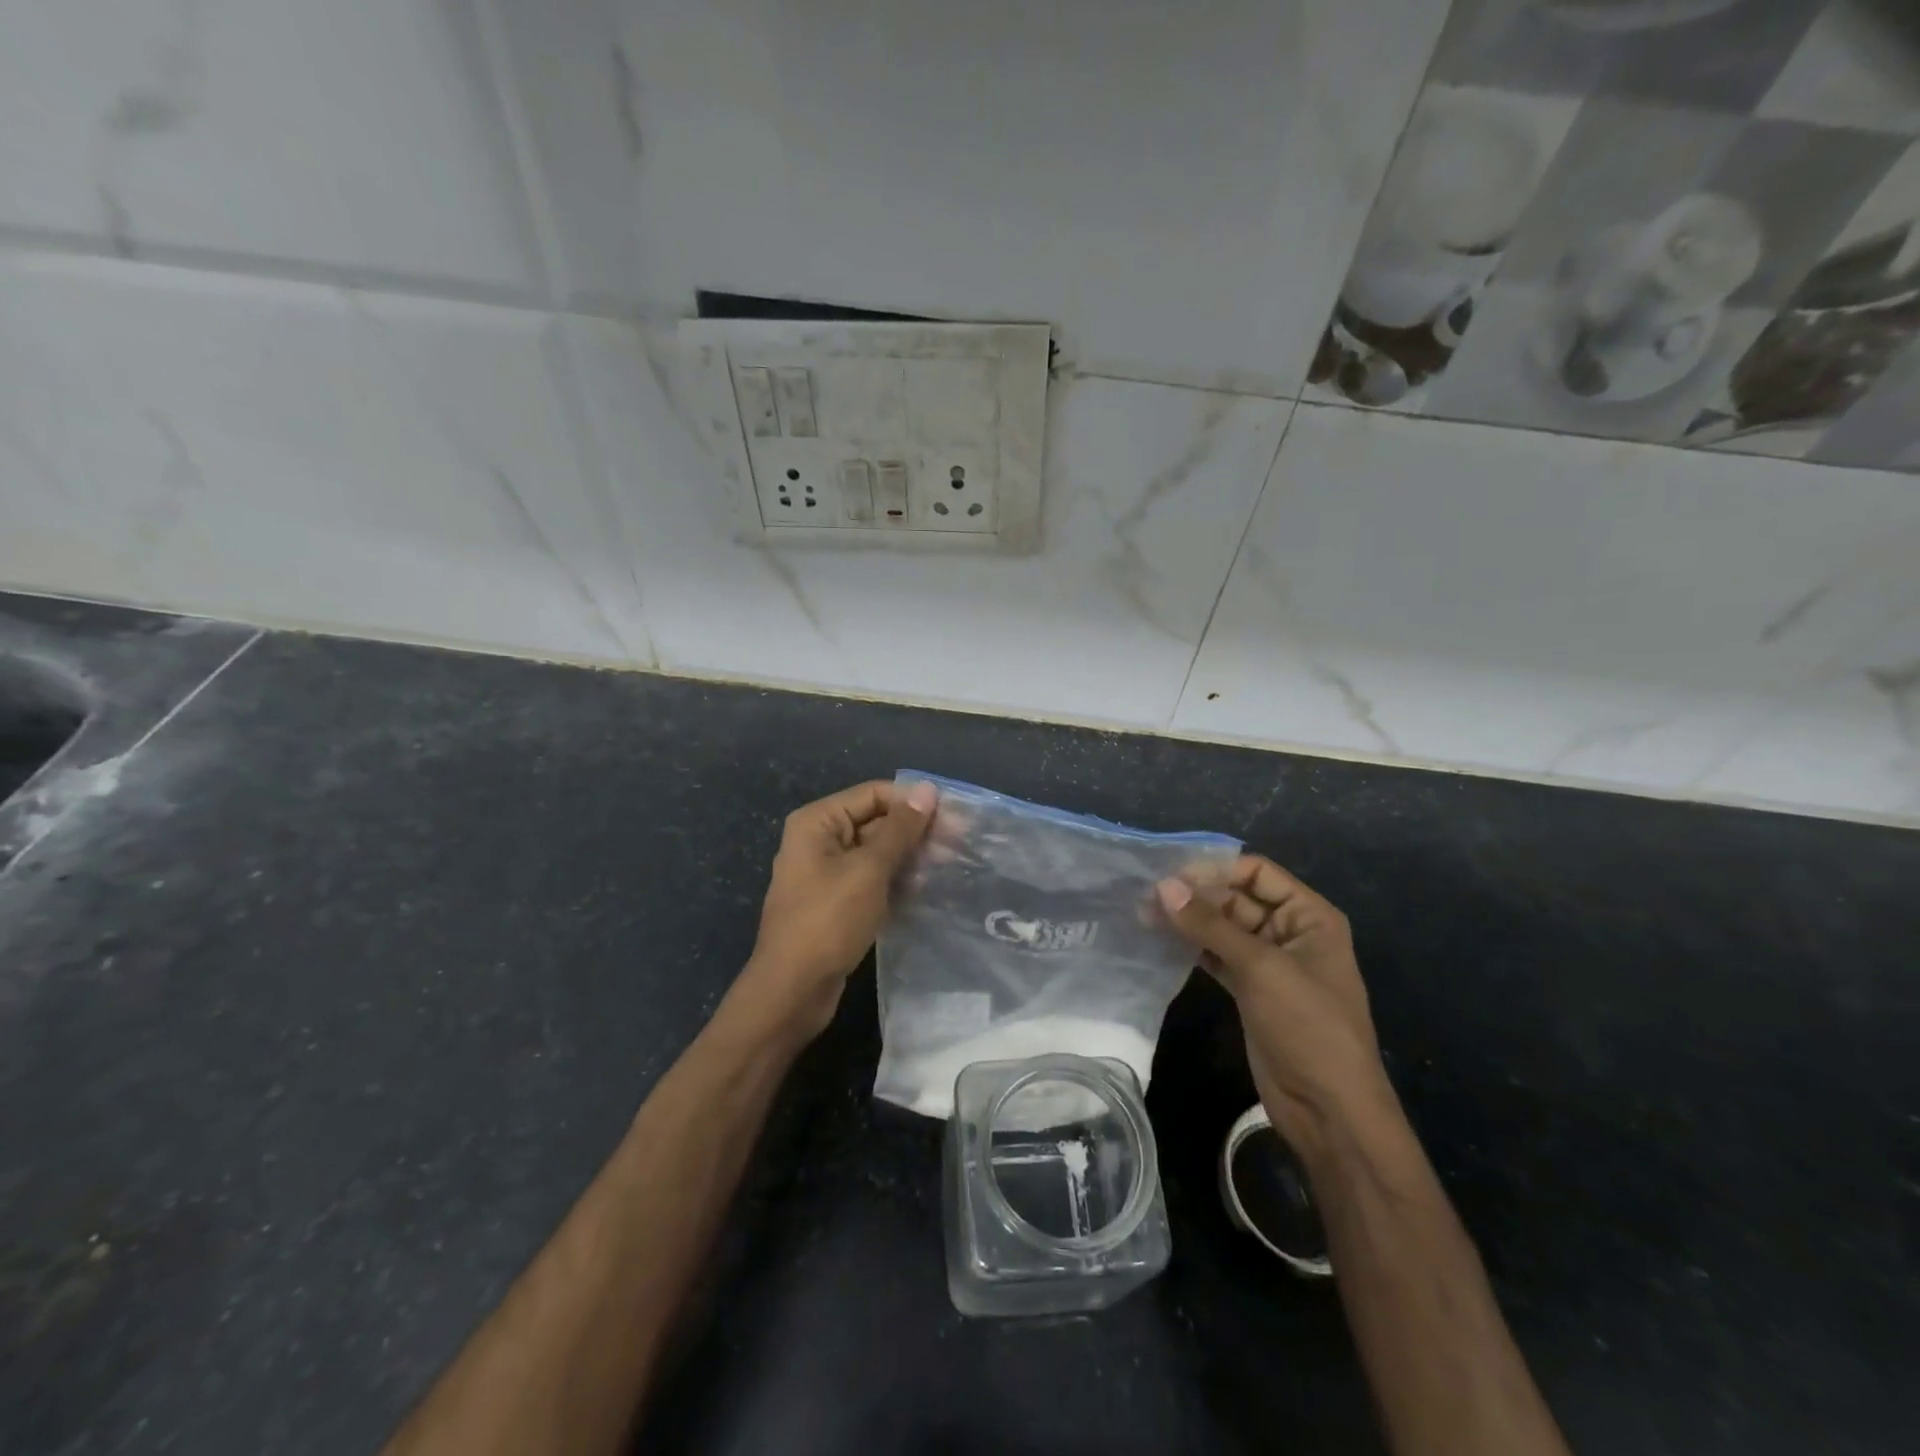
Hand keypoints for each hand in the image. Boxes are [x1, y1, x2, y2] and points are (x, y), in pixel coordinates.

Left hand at [732, 779, 936, 1040]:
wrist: (793, 990)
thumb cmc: (828, 921)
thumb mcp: (869, 870)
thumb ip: (900, 829)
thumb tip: (928, 789)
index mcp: (818, 822)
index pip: (873, 794)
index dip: (913, 802)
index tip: (954, 816)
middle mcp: (820, 840)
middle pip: (875, 821)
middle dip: (915, 831)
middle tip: (959, 843)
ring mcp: (827, 872)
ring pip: (877, 852)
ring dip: (910, 857)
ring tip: (951, 865)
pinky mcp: (837, 901)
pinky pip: (872, 879)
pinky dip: (897, 880)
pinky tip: (929, 888)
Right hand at [1157, 856, 1388, 1162]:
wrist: (1329, 1109)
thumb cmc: (1306, 1025)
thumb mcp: (1260, 967)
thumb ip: (1210, 924)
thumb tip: (1163, 886)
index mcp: (1309, 916)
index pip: (1257, 873)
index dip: (1216, 869)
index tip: (1170, 875)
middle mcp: (1291, 932)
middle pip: (1238, 899)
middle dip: (1196, 896)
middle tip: (1146, 897)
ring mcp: (1270, 964)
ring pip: (1224, 929)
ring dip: (1189, 922)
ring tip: (1144, 916)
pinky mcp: (1251, 991)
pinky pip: (1218, 957)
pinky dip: (1193, 949)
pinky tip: (1161, 943)